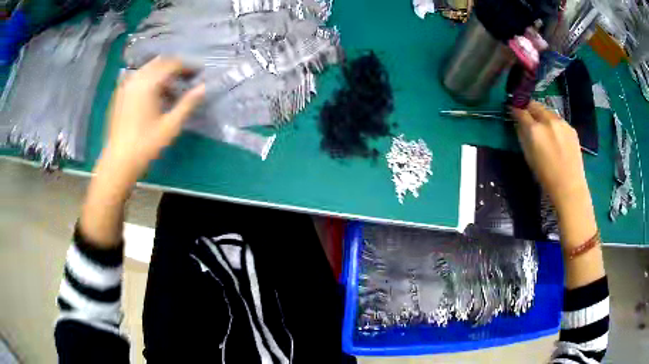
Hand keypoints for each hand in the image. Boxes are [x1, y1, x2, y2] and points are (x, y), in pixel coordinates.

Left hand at [79, 58, 203, 247]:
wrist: (118, 162)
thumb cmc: (145, 145)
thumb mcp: (170, 126)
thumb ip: (188, 103)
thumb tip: (203, 88)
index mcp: (148, 83)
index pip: (171, 64)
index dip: (187, 66)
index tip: (198, 72)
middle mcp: (135, 79)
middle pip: (159, 63)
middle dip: (174, 67)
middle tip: (187, 77)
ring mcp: (125, 86)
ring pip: (147, 69)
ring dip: (161, 73)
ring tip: (172, 88)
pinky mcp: (119, 95)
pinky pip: (137, 78)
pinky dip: (149, 80)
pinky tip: (154, 95)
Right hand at [512, 101, 602, 288]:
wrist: (570, 187)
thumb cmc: (546, 177)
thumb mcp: (529, 157)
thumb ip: (522, 137)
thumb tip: (519, 123)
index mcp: (535, 130)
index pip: (520, 110)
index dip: (515, 109)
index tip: (512, 109)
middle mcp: (548, 120)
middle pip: (534, 105)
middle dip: (528, 107)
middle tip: (526, 114)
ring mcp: (561, 122)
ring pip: (547, 111)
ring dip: (542, 114)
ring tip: (542, 126)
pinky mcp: (571, 128)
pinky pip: (558, 119)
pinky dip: (553, 123)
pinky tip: (555, 135)